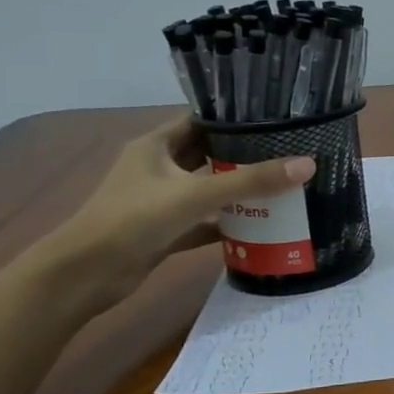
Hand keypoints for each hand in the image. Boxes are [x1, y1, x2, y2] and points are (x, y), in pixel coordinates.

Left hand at [41, 116, 315, 310]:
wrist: (84, 276)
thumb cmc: (134, 220)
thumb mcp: (196, 195)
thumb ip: (251, 181)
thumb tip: (308, 165)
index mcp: (156, 145)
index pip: (201, 120)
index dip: (235, 118)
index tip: (276, 118)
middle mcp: (157, 167)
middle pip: (208, 153)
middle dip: (244, 154)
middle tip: (288, 152)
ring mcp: (160, 201)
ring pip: (207, 188)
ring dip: (238, 190)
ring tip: (283, 185)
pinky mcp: (164, 231)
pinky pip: (203, 221)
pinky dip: (227, 223)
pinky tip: (260, 226)